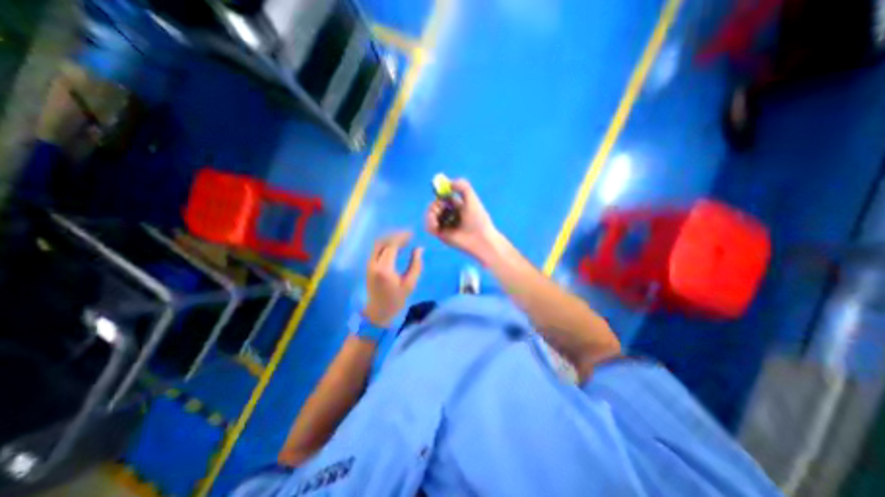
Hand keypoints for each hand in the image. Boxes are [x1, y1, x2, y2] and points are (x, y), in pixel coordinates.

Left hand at [364, 230, 421, 325]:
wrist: (378, 311)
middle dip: (395, 236)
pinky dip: (385, 244)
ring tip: (403, 239)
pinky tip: (395, 247)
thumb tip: (419, 248)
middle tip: (408, 235)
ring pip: (378, 244)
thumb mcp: (410, 284)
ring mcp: (369, 264)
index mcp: (384, 269)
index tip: (412, 234)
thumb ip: (415, 265)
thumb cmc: (396, 300)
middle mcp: (374, 263)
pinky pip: (376, 249)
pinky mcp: (369, 266)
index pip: (392, 246)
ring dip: (389, 239)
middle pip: (383, 242)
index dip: (402, 237)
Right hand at [429, 178, 503, 262]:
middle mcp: (451, 215)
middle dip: (436, 203)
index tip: (440, 189)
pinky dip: (429, 222)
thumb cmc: (478, 219)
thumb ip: (462, 186)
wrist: (480, 238)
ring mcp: (445, 225)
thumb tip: (448, 183)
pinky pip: (429, 226)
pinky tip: (435, 222)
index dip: (441, 192)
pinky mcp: (441, 235)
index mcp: (459, 206)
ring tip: (437, 213)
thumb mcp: (472, 198)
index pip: (445, 197)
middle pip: (436, 205)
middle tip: (441, 205)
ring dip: (431, 211)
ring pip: (431, 214)